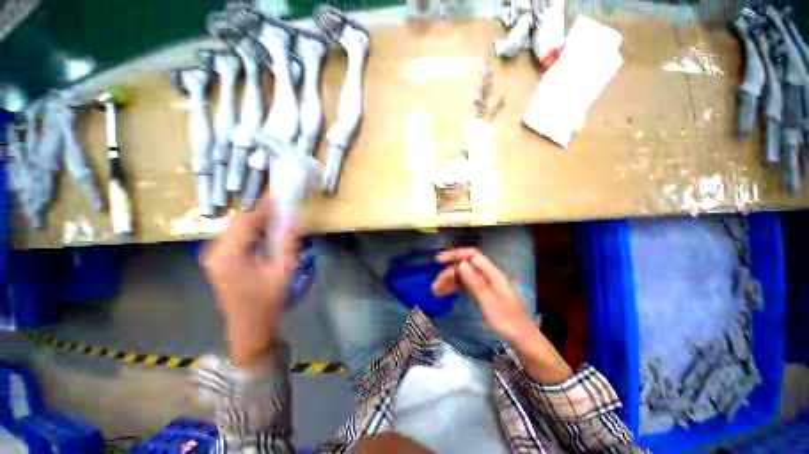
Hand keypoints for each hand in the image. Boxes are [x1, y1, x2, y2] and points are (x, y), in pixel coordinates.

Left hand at [202, 195, 300, 366]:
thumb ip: (288, 244)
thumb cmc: (266, 302)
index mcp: (229, 255)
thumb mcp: (283, 272)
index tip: (280, 195)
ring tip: (278, 218)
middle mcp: (215, 251)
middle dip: (261, 212)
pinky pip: (235, 237)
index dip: (263, 206)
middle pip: (238, 221)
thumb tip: (296, 221)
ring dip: (257, 220)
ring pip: (236, 227)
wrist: (248, 328)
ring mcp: (214, 256)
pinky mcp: (218, 260)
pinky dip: (251, 230)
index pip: (246, 220)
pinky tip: (266, 233)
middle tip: (283, 207)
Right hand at [433, 248, 534, 342]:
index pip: (472, 255)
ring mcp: (486, 284)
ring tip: (436, 292)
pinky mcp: (483, 293)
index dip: (455, 255)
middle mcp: (488, 276)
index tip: (438, 261)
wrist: (523, 340)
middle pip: (465, 266)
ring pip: (464, 276)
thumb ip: (475, 283)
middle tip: (435, 287)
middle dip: (449, 273)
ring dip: (450, 281)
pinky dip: (455, 287)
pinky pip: (466, 285)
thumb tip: (461, 264)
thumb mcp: (489, 303)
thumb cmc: (507, 323)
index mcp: (493, 274)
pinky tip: (446, 293)